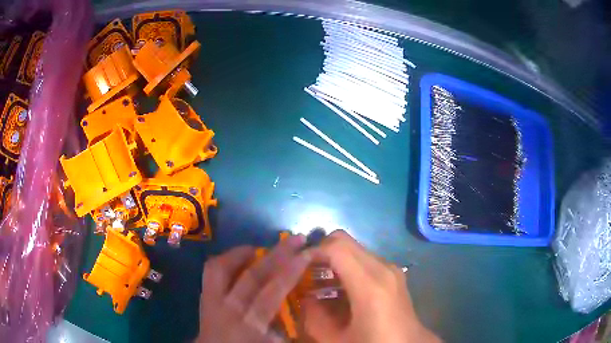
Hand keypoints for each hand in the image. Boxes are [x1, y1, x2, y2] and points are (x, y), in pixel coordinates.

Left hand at [197, 235, 311, 342]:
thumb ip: (289, 326)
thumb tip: (304, 303)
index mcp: (252, 322)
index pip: (274, 289)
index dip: (292, 269)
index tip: (309, 252)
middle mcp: (230, 307)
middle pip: (253, 274)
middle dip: (277, 253)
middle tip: (296, 238)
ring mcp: (212, 300)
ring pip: (223, 267)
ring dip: (243, 252)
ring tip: (260, 248)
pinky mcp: (204, 297)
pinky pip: (211, 270)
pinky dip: (226, 260)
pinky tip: (239, 260)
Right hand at [303, 230, 439, 342]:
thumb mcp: (335, 339)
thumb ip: (313, 316)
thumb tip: (306, 297)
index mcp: (369, 285)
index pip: (336, 247)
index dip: (312, 251)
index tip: (297, 266)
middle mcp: (383, 268)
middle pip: (344, 241)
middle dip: (321, 252)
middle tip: (304, 272)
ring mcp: (390, 268)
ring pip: (354, 249)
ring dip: (334, 259)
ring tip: (318, 282)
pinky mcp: (393, 273)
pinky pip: (364, 259)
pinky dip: (347, 266)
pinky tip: (339, 289)